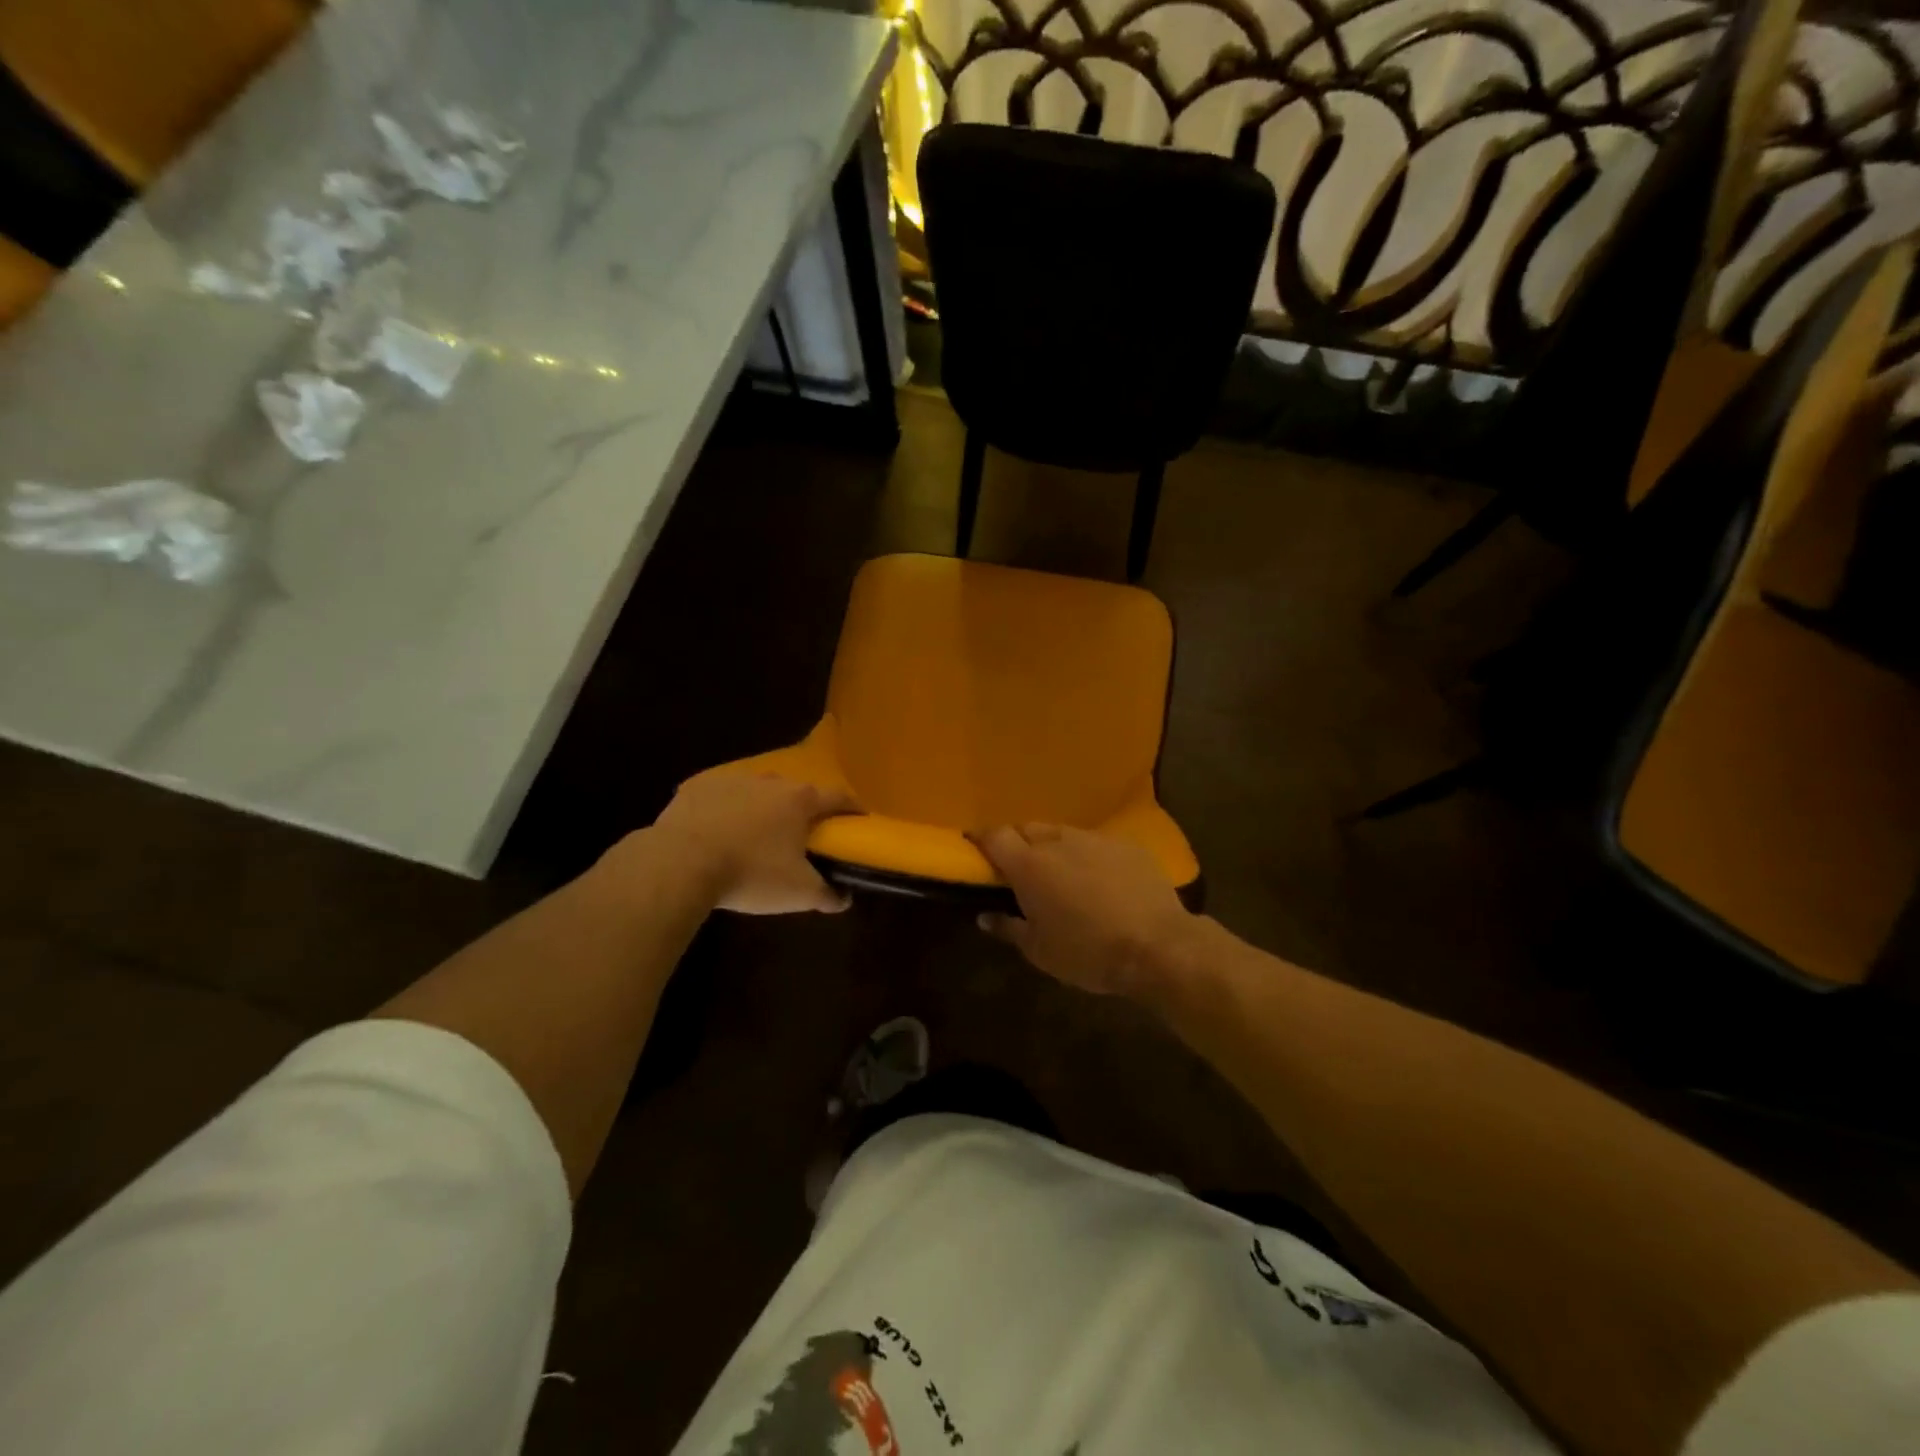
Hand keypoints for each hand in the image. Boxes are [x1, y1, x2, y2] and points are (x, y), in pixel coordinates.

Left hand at [651, 770, 859, 914]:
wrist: (680, 863)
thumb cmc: (751, 873)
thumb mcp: (798, 892)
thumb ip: (827, 894)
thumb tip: (844, 899)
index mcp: (799, 800)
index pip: (837, 797)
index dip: (852, 808)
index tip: (859, 818)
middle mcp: (769, 781)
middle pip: (795, 792)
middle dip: (801, 810)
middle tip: (801, 834)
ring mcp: (731, 780)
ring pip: (755, 791)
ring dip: (760, 807)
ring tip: (755, 834)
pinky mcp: (696, 787)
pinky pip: (718, 796)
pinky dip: (722, 810)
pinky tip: (715, 832)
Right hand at [968, 823, 1198, 997]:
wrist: (1159, 947)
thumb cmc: (1089, 953)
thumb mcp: (1040, 951)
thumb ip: (1008, 928)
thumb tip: (985, 916)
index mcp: (1029, 865)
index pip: (994, 835)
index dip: (982, 840)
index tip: (977, 851)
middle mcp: (1059, 841)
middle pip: (1027, 829)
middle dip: (1019, 845)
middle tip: (1022, 872)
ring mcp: (1095, 838)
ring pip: (1063, 834)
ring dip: (1055, 849)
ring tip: (1064, 876)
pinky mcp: (1126, 844)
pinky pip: (1096, 843)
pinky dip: (1089, 856)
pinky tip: (1101, 881)